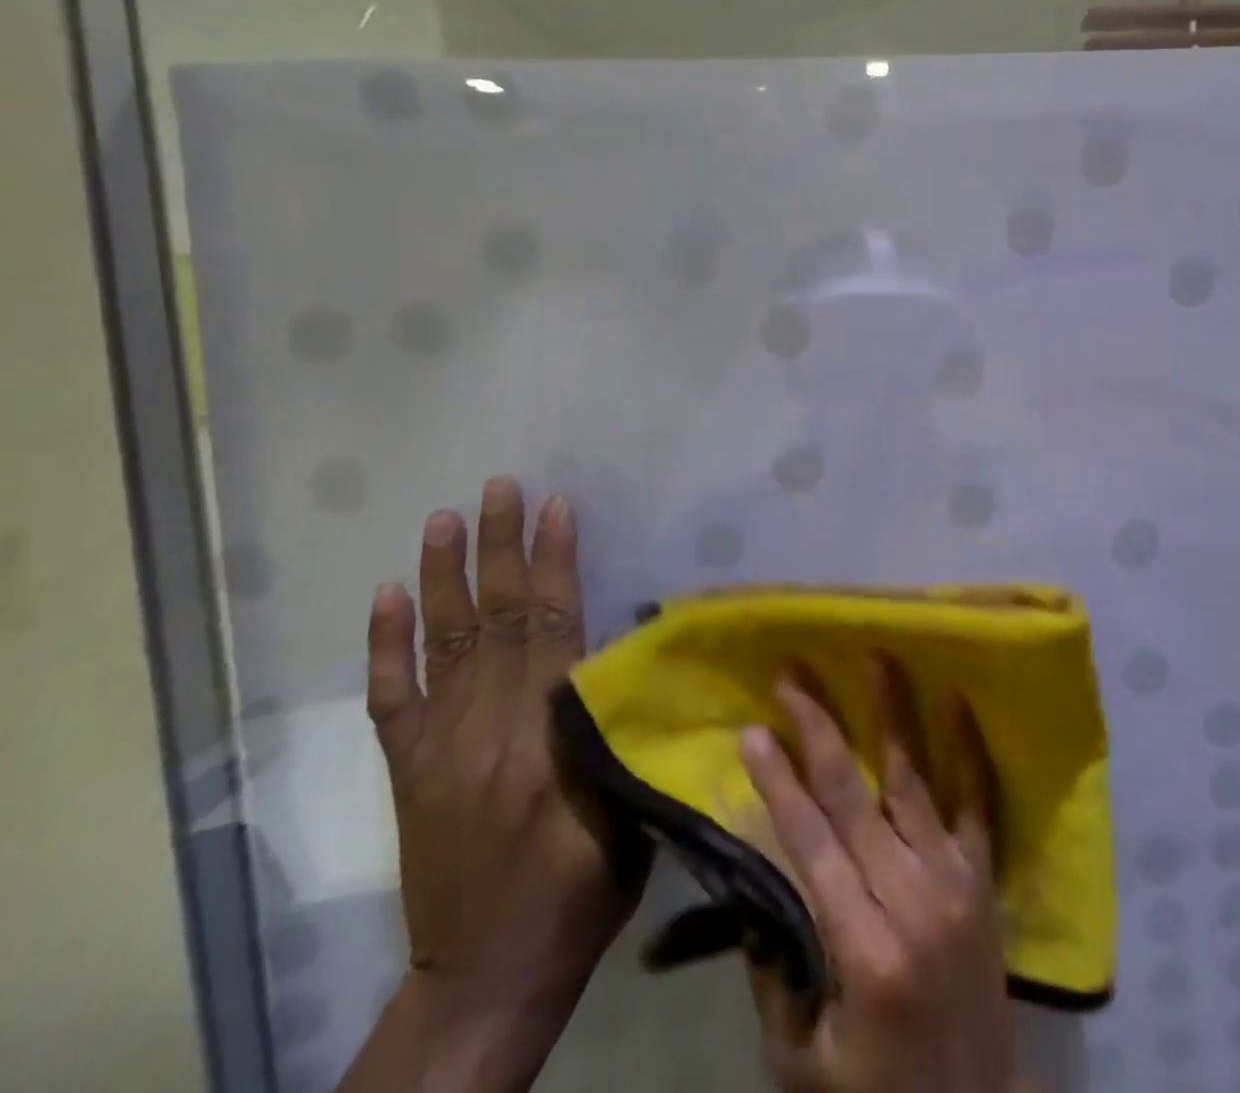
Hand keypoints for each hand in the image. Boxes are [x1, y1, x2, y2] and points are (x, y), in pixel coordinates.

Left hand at [347, 477, 645, 1090]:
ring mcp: (437, 750)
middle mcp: (483, 733)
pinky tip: (387, 596)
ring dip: (443, 576)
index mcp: (544, 742)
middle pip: (494, 622)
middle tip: (500, 486)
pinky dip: (385, 644)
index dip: (554, 564)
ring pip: (440, 645)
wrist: (484, 977)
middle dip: (499, 547)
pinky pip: (391, 698)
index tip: (558, 508)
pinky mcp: (408, 771)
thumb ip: (623, 729)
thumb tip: (631, 652)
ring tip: (445, 517)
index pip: (550, 630)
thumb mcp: (631, 811)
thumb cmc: (582, 889)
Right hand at [738, 659, 1014, 1092]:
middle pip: (856, 797)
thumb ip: (778, 968)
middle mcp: (912, 899)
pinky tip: (955, 697)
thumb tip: (760, 880)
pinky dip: (967, 746)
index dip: (780, 782)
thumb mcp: (802, 1058)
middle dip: (820, 730)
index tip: (753, 730)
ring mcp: (955, 879)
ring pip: (916, 780)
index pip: (811, 843)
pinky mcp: (984, 874)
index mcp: (862, 949)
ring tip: (875, 655)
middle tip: (793, 674)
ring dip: (891, 714)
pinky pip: (977, 799)